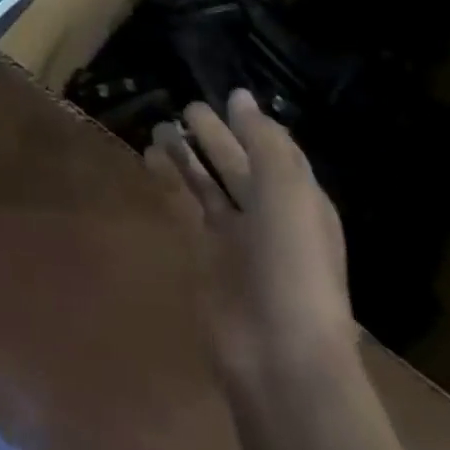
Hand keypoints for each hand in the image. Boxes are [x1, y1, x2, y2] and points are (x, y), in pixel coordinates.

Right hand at [145, 91, 353, 391]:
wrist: (278, 354)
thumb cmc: (293, 266)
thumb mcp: (287, 193)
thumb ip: (264, 142)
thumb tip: (239, 98)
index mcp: (299, 200)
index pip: (276, 152)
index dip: (253, 126)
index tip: (227, 96)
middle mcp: (268, 215)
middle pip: (238, 166)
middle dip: (216, 137)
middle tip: (187, 107)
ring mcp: (235, 238)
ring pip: (208, 185)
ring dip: (188, 156)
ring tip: (162, 126)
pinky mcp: (204, 256)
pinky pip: (184, 207)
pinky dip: (169, 182)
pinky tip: (150, 159)